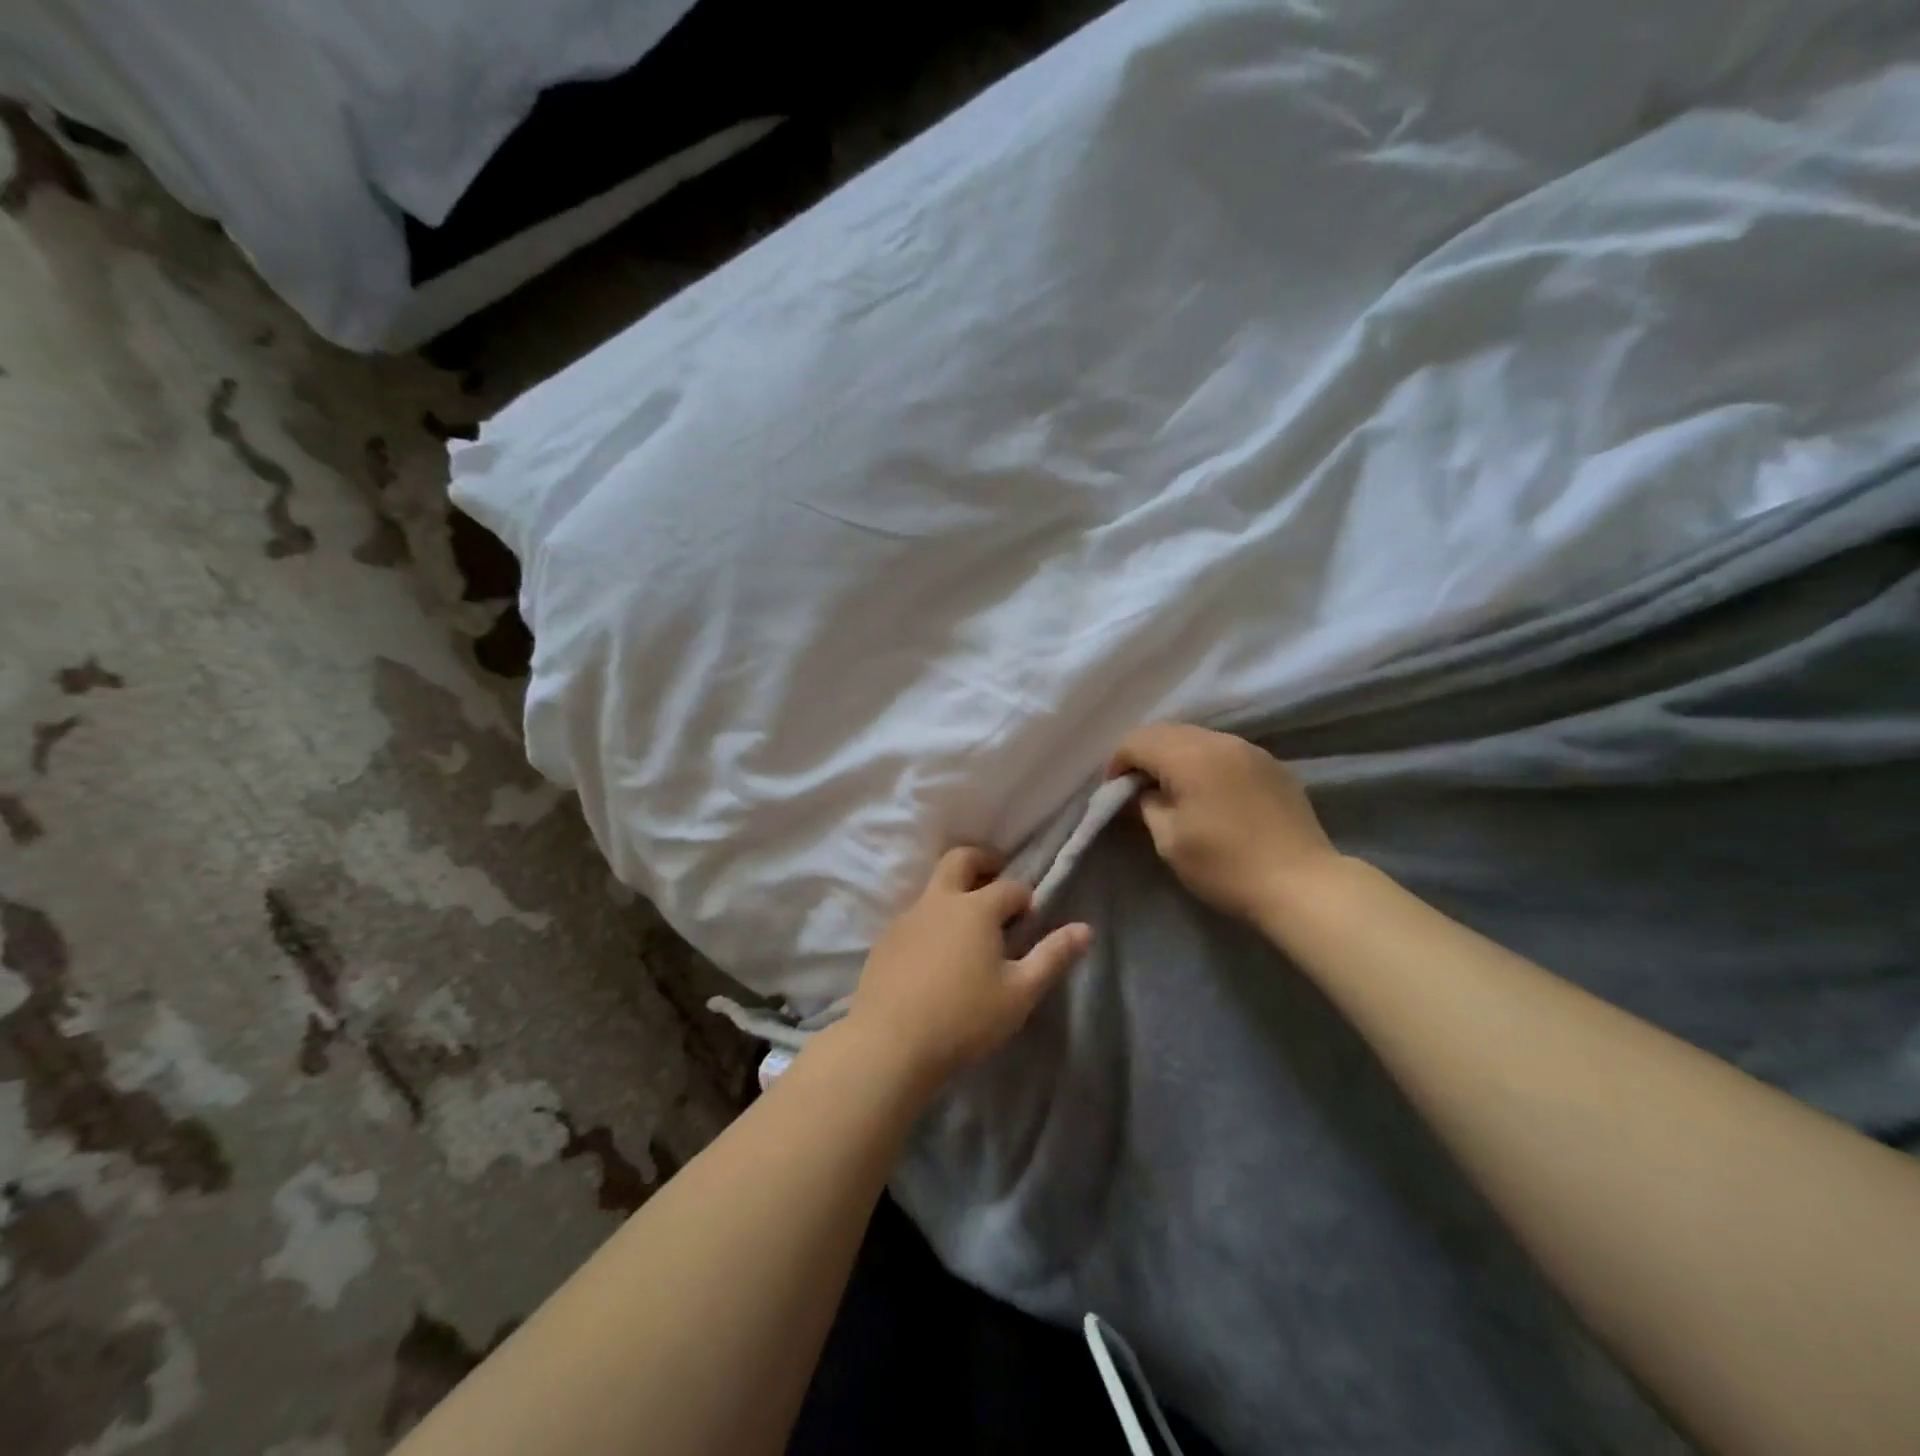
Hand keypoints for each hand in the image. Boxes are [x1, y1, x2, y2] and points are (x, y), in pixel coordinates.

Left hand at [843, 848, 1091, 1090]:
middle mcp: (939, 901)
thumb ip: (1052, 957)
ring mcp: (907, 918)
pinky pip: (914, 916)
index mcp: (976, 908)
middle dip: (983, 861)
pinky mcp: (885, 939)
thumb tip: (1085, 929)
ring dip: (954, 892)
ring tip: (967, 928)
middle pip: (960, 859)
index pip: (1010, 887)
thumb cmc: (963, 1019)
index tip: (1029, 922)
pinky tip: (935, 955)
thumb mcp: (1019, 993)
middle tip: (996, 879)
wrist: (889, 1044)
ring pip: (933, 887)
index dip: (1025, 899)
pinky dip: (932, 920)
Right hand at [1110, 722, 1342, 925]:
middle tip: (1137, 789)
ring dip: (1175, 756)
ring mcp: (1250, 750)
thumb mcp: (1169, 840)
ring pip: (1197, 738)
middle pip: (1166, 731)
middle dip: (1144, 755)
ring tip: (1171, 790)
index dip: (1117, 763)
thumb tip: (1140, 792)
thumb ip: (1146, 805)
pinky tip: (1208, 793)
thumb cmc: (1225, 866)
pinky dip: (1204, 762)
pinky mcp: (1271, 765)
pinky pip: (1224, 751)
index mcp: (1189, 756)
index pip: (1137, 741)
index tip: (1114, 793)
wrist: (1302, 884)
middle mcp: (1219, 741)